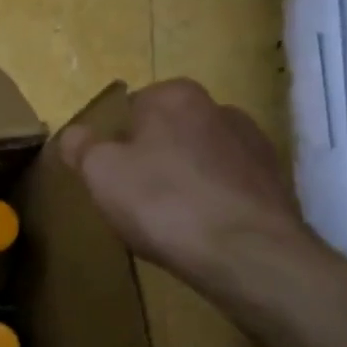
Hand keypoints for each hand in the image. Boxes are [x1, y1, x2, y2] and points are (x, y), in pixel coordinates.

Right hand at [60, 79, 311, 297]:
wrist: (244, 251)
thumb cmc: (162, 202)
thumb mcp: (100, 173)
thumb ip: (81, 147)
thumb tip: (73, 134)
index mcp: (174, 96)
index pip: (132, 108)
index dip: (115, 142)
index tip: (109, 175)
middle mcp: (219, 107)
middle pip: (169, 133)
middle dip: (152, 159)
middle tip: (133, 200)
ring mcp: (253, 144)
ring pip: (200, 159)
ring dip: (184, 180)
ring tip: (169, 222)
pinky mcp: (274, 181)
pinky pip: (227, 186)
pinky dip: (212, 202)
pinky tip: (200, 231)